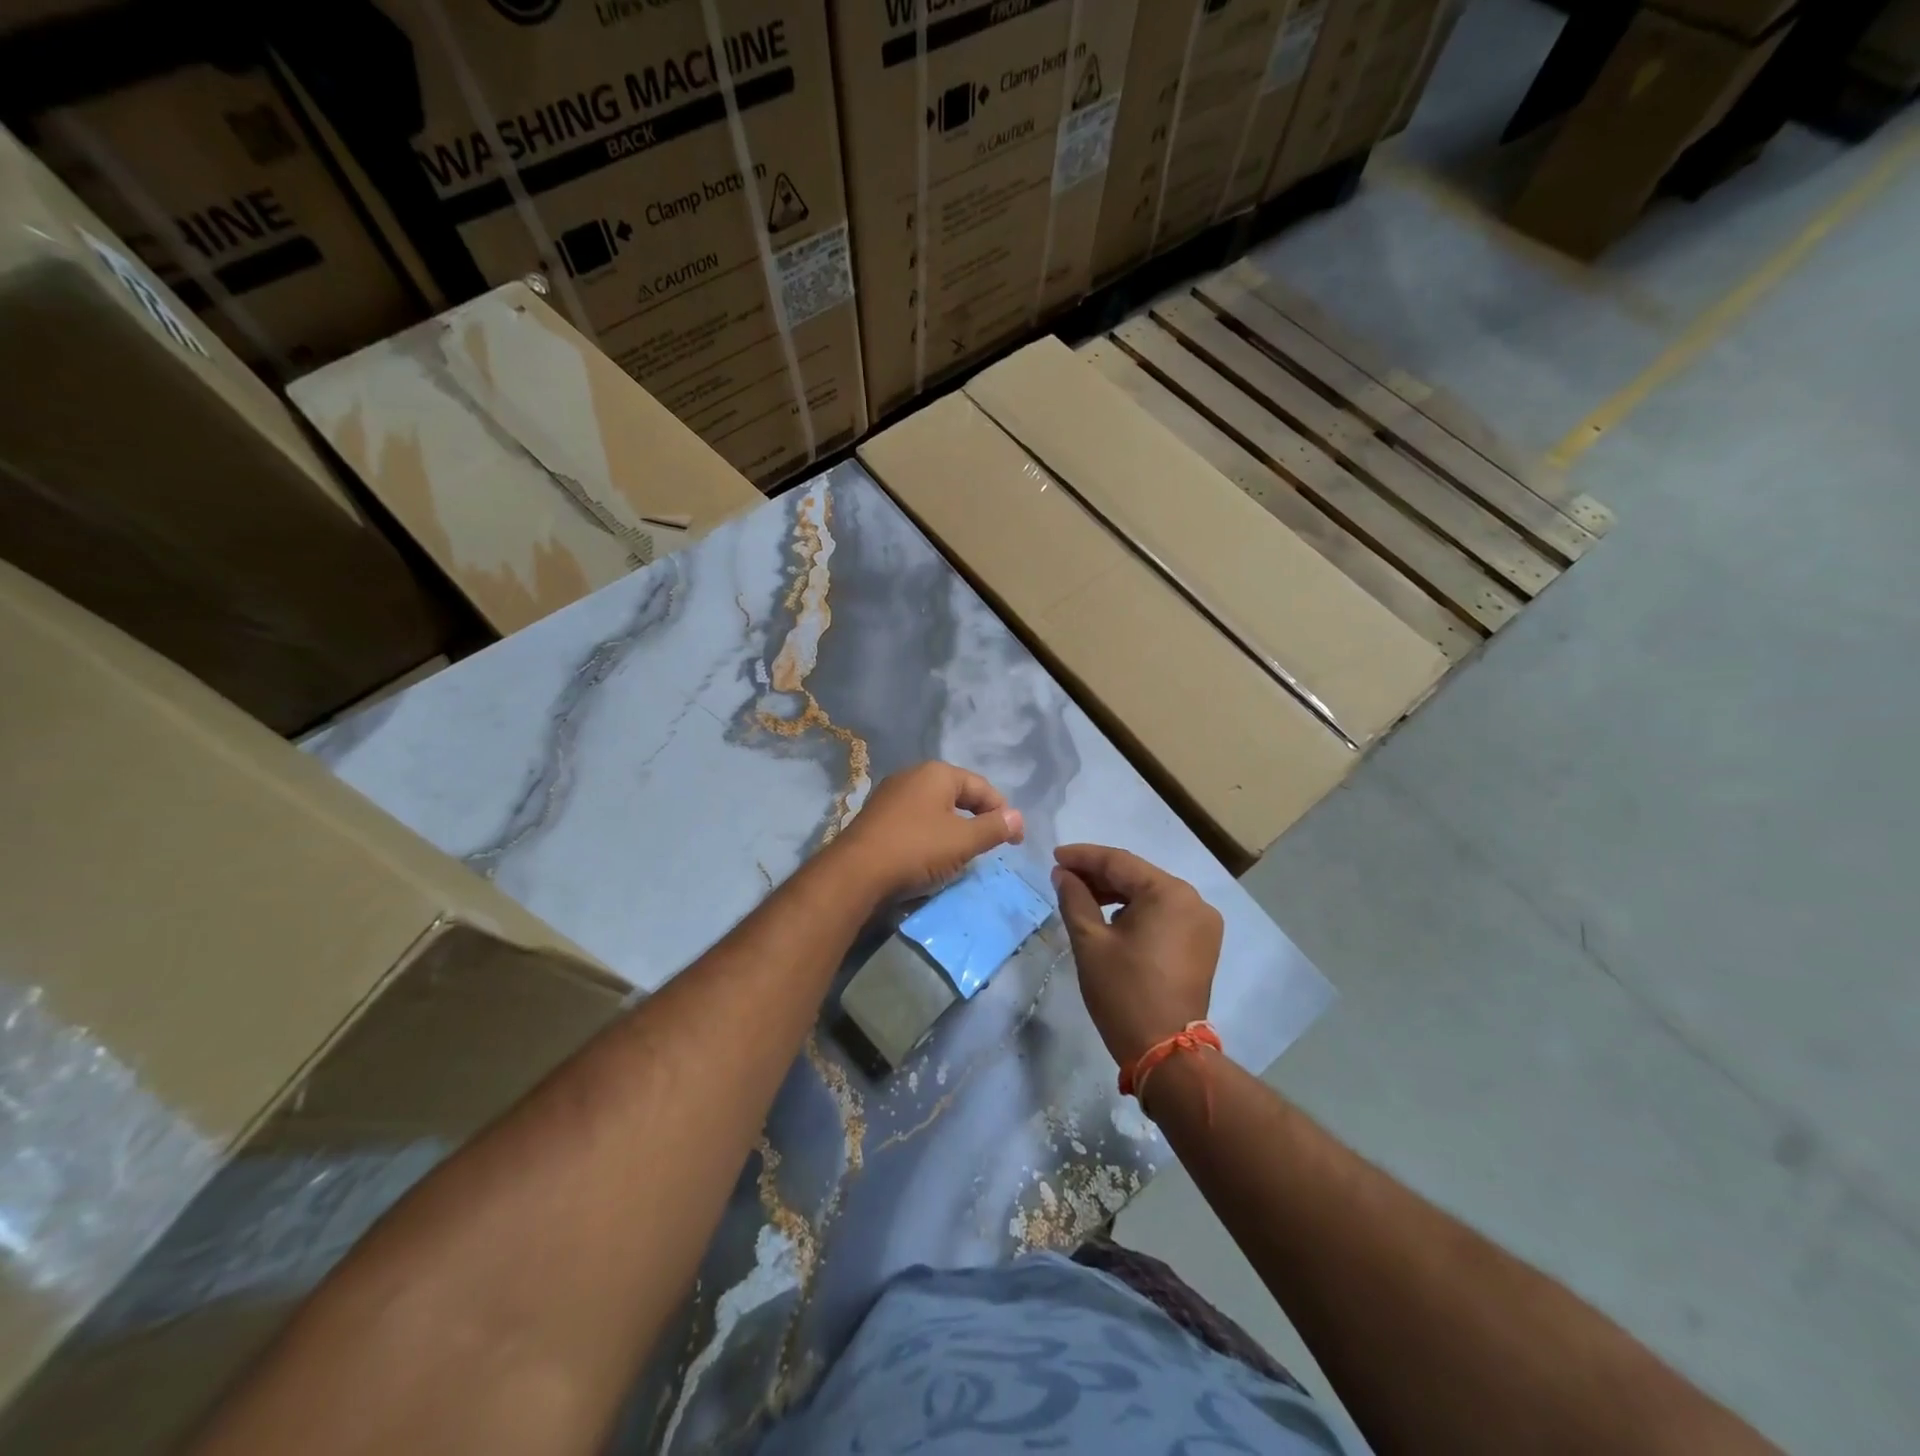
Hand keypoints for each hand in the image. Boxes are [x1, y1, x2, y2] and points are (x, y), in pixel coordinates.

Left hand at [831, 762, 1024, 900]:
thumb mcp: (963, 841)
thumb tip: (1018, 817)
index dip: (1003, 813)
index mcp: (937, 773)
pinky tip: (932, 856)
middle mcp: (912, 775)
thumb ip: (994, 828)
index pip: (982, 787)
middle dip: (978, 819)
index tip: (1015, 841)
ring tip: (964, 853)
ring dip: (954, 828)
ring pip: (935, 809)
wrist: (855, 872)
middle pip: (958, 795)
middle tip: (991, 846)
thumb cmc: (916, 849)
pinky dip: (931, 835)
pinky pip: (915, 821)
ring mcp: (891, 795)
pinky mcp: (877, 817)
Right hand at [1052, 845, 1221, 1069]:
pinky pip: (1164, 914)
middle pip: (1137, 876)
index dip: (1083, 857)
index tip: (1054, 857)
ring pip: (1151, 895)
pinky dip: (1136, 912)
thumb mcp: (1090, 942)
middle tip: (1063, 878)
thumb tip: (1063, 874)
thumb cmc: (1124, 992)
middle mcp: (1193, 901)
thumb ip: (1075, 898)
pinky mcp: (1202, 944)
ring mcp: (1202, 923)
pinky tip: (1110, 918)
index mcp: (1169, 893)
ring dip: (1116, 894)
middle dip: (1099, 875)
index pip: (1119, 862)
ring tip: (1082, 897)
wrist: (1165, 1051)